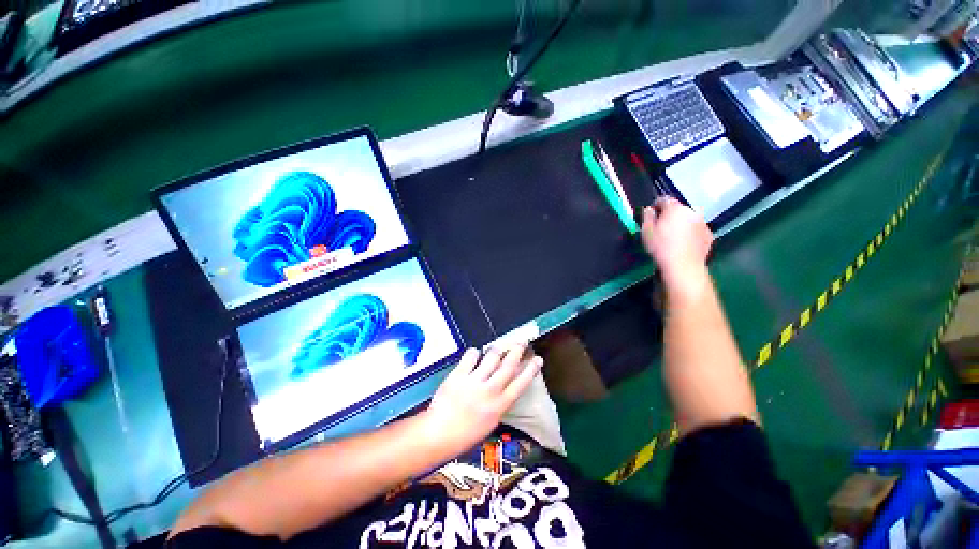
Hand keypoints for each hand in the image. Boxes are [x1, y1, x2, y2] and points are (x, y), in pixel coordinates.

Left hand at [424, 345, 542, 453]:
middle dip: (517, 351)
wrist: (439, 434)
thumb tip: (504, 386)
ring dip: (497, 350)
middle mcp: (490, 391)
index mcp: (499, 406)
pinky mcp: (459, 374)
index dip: (531, 369)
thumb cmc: (465, 434)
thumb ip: (498, 403)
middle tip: (521, 342)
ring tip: (498, 347)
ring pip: (491, 357)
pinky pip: (471, 356)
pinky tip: (474, 354)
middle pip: (508, 365)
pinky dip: (475, 352)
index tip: (538, 359)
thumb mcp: (490, 423)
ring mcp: (474, 381)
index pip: (521, 383)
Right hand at [641, 197, 713, 291]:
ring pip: (689, 219)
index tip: (652, 214)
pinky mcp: (708, 234)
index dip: (656, 205)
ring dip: (681, 224)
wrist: (683, 265)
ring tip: (673, 237)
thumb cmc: (661, 247)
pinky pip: (697, 229)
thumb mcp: (646, 232)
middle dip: (670, 215)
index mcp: (674, 209)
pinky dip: (691, 233)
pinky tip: (683, 244)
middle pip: (678, 209)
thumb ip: (647, 217)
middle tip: (662, 227)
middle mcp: (691, 212)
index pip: (665, 199)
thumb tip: (649, 209)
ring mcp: (702, 223)